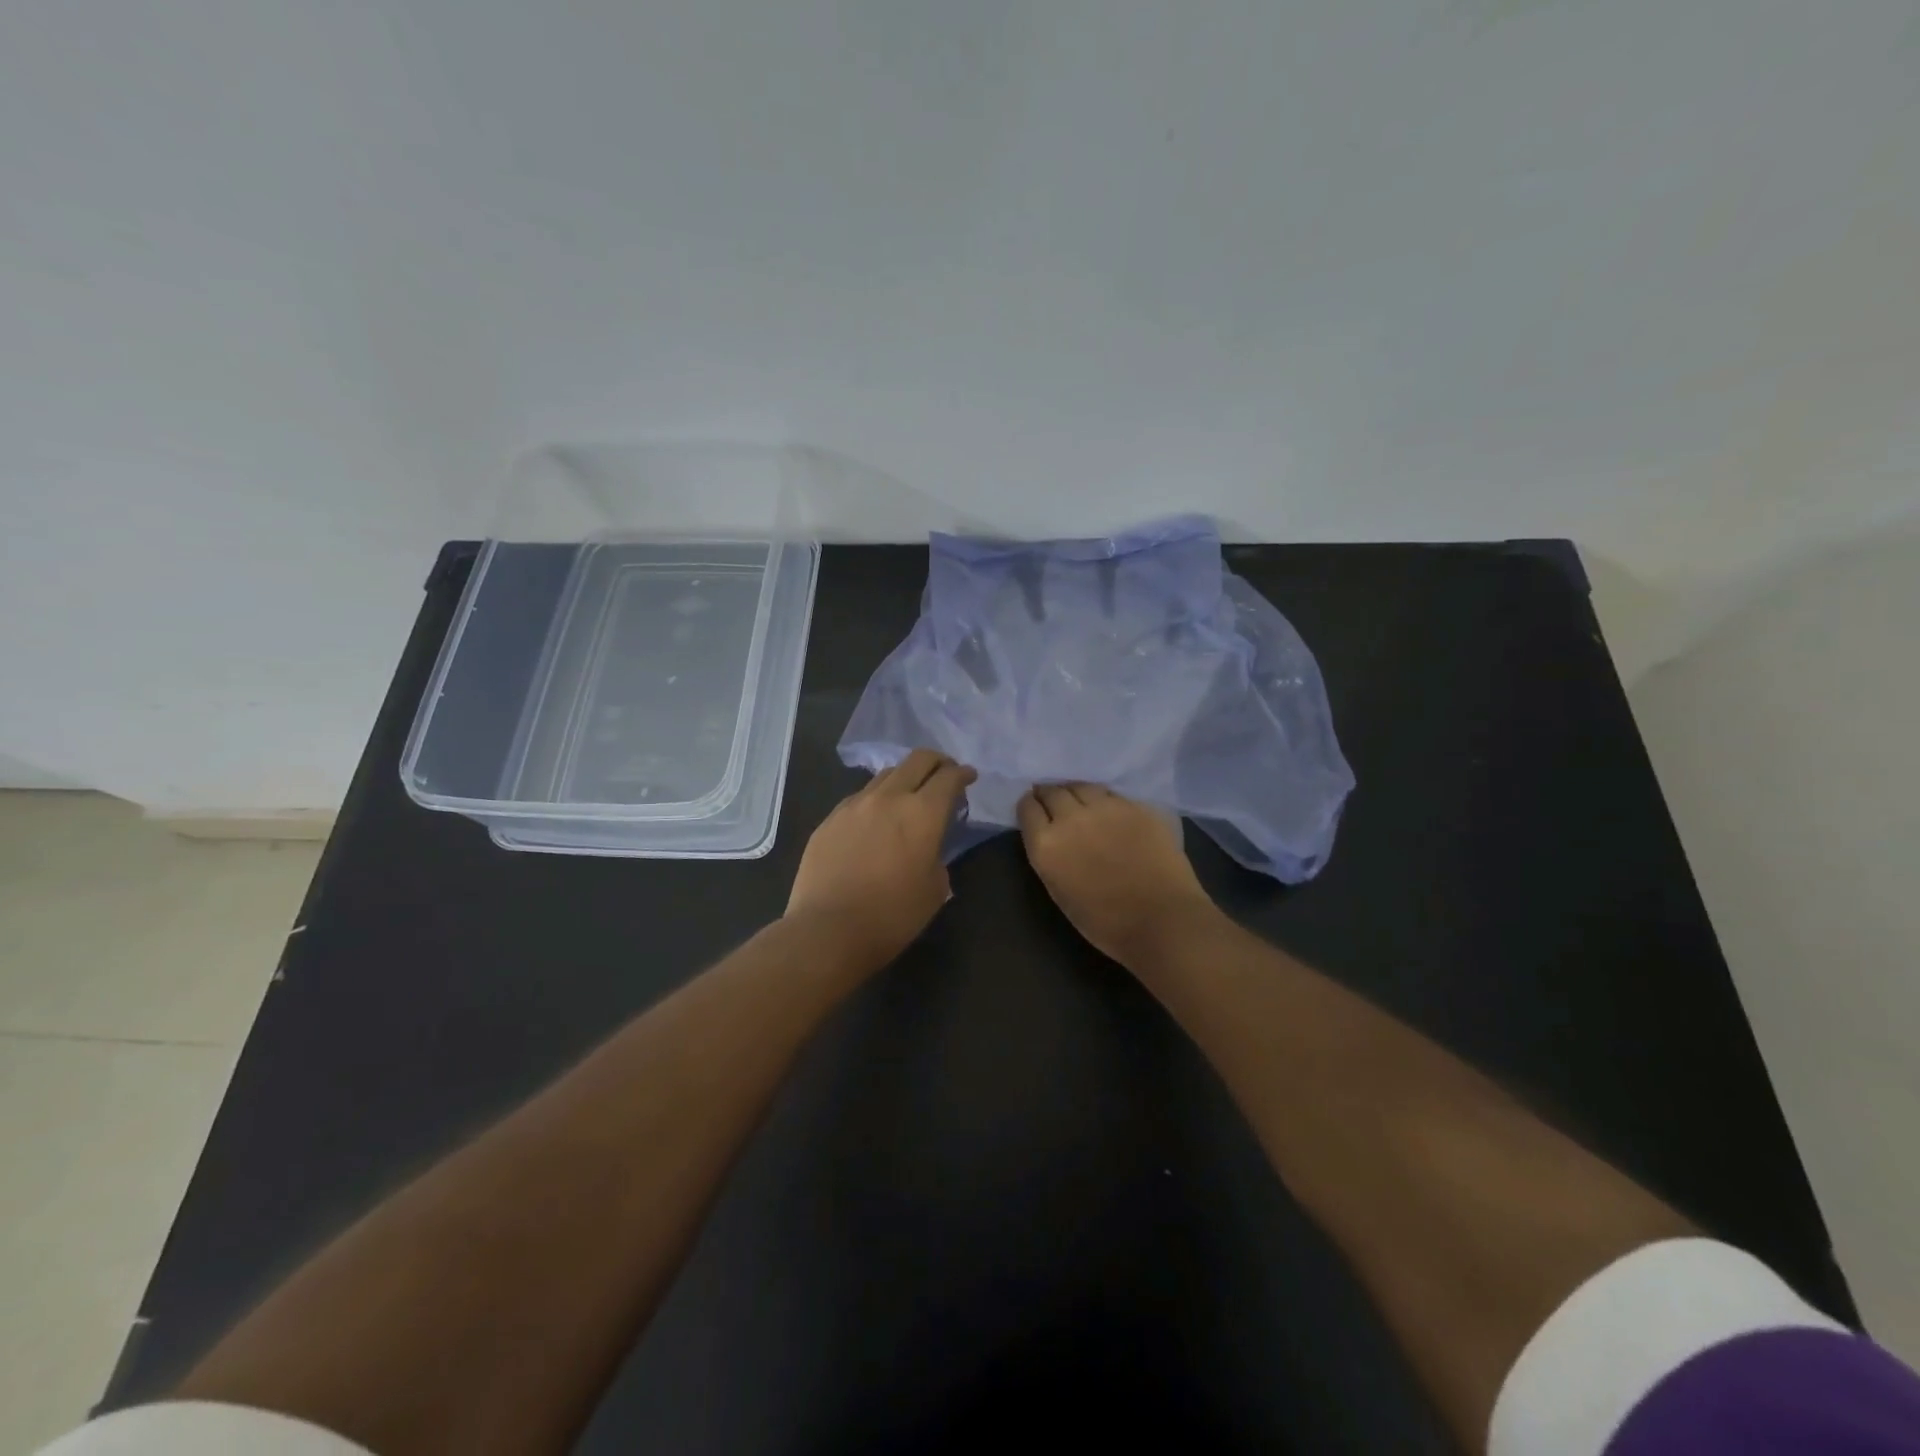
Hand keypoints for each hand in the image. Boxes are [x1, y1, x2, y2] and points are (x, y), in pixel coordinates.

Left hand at [787, 749, 976, 969]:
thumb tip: (927, 848)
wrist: (828, 931)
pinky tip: (875, 819)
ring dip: (904, 778)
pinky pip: (859, 797)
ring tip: (908, 796)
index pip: (949, 777)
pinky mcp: (830, 819)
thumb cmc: (892, 916)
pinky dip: (876, 799)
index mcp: (922, 813)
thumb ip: (937, 856)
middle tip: (944, 774)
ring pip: (886, 775)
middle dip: (936, 762)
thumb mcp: (935, 889)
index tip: (969, 777)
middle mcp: (889, 798)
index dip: (963, 773)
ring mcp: (854, 805)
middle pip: (917, 760)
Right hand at [1017, 784, 1219, 964]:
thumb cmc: (1106, 922)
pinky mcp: (1136, 806)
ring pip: (1083, 786)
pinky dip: (1106, 800)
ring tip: (1081, 801)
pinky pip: (1112, 795)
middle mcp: (1071, 818)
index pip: (1027, 807)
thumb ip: (1051, 856)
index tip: (1035, 809)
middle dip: (1050, 794)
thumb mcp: (1059, 891)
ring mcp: (1106, 808)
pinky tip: (1112, 812)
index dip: (1030, 806)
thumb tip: (1052, 836)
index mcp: (1046, 844)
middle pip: (1053, 791)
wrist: (1162, 920)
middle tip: (1054, 801)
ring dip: (1077, 792)